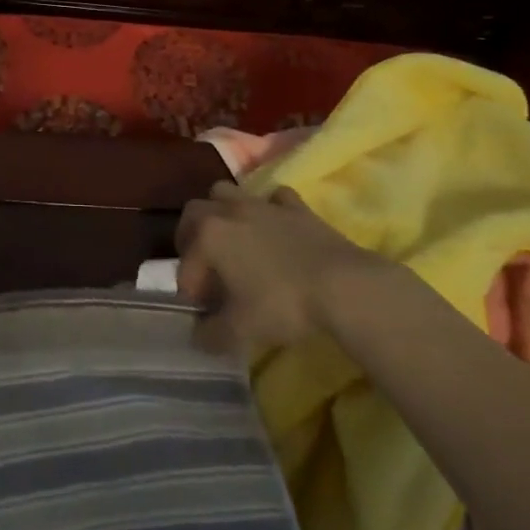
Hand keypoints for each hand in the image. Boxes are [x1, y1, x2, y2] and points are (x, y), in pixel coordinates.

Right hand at [177, 180, 386, 353]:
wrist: (343, 285)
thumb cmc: (283, 304)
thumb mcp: (241, 330)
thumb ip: (212, 334)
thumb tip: (199, 336)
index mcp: (209, 235)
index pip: (186, 263)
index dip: (188, 290)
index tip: (200, 313)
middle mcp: (230, 211)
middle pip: (194, 211)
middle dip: (191, 237)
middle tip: (203, 266)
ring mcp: (264, 204)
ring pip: (228, 193)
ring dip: (222, 213)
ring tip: (232, 242)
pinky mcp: (296, 207)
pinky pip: (273, 199)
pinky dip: (268, 210)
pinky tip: (274, 230)